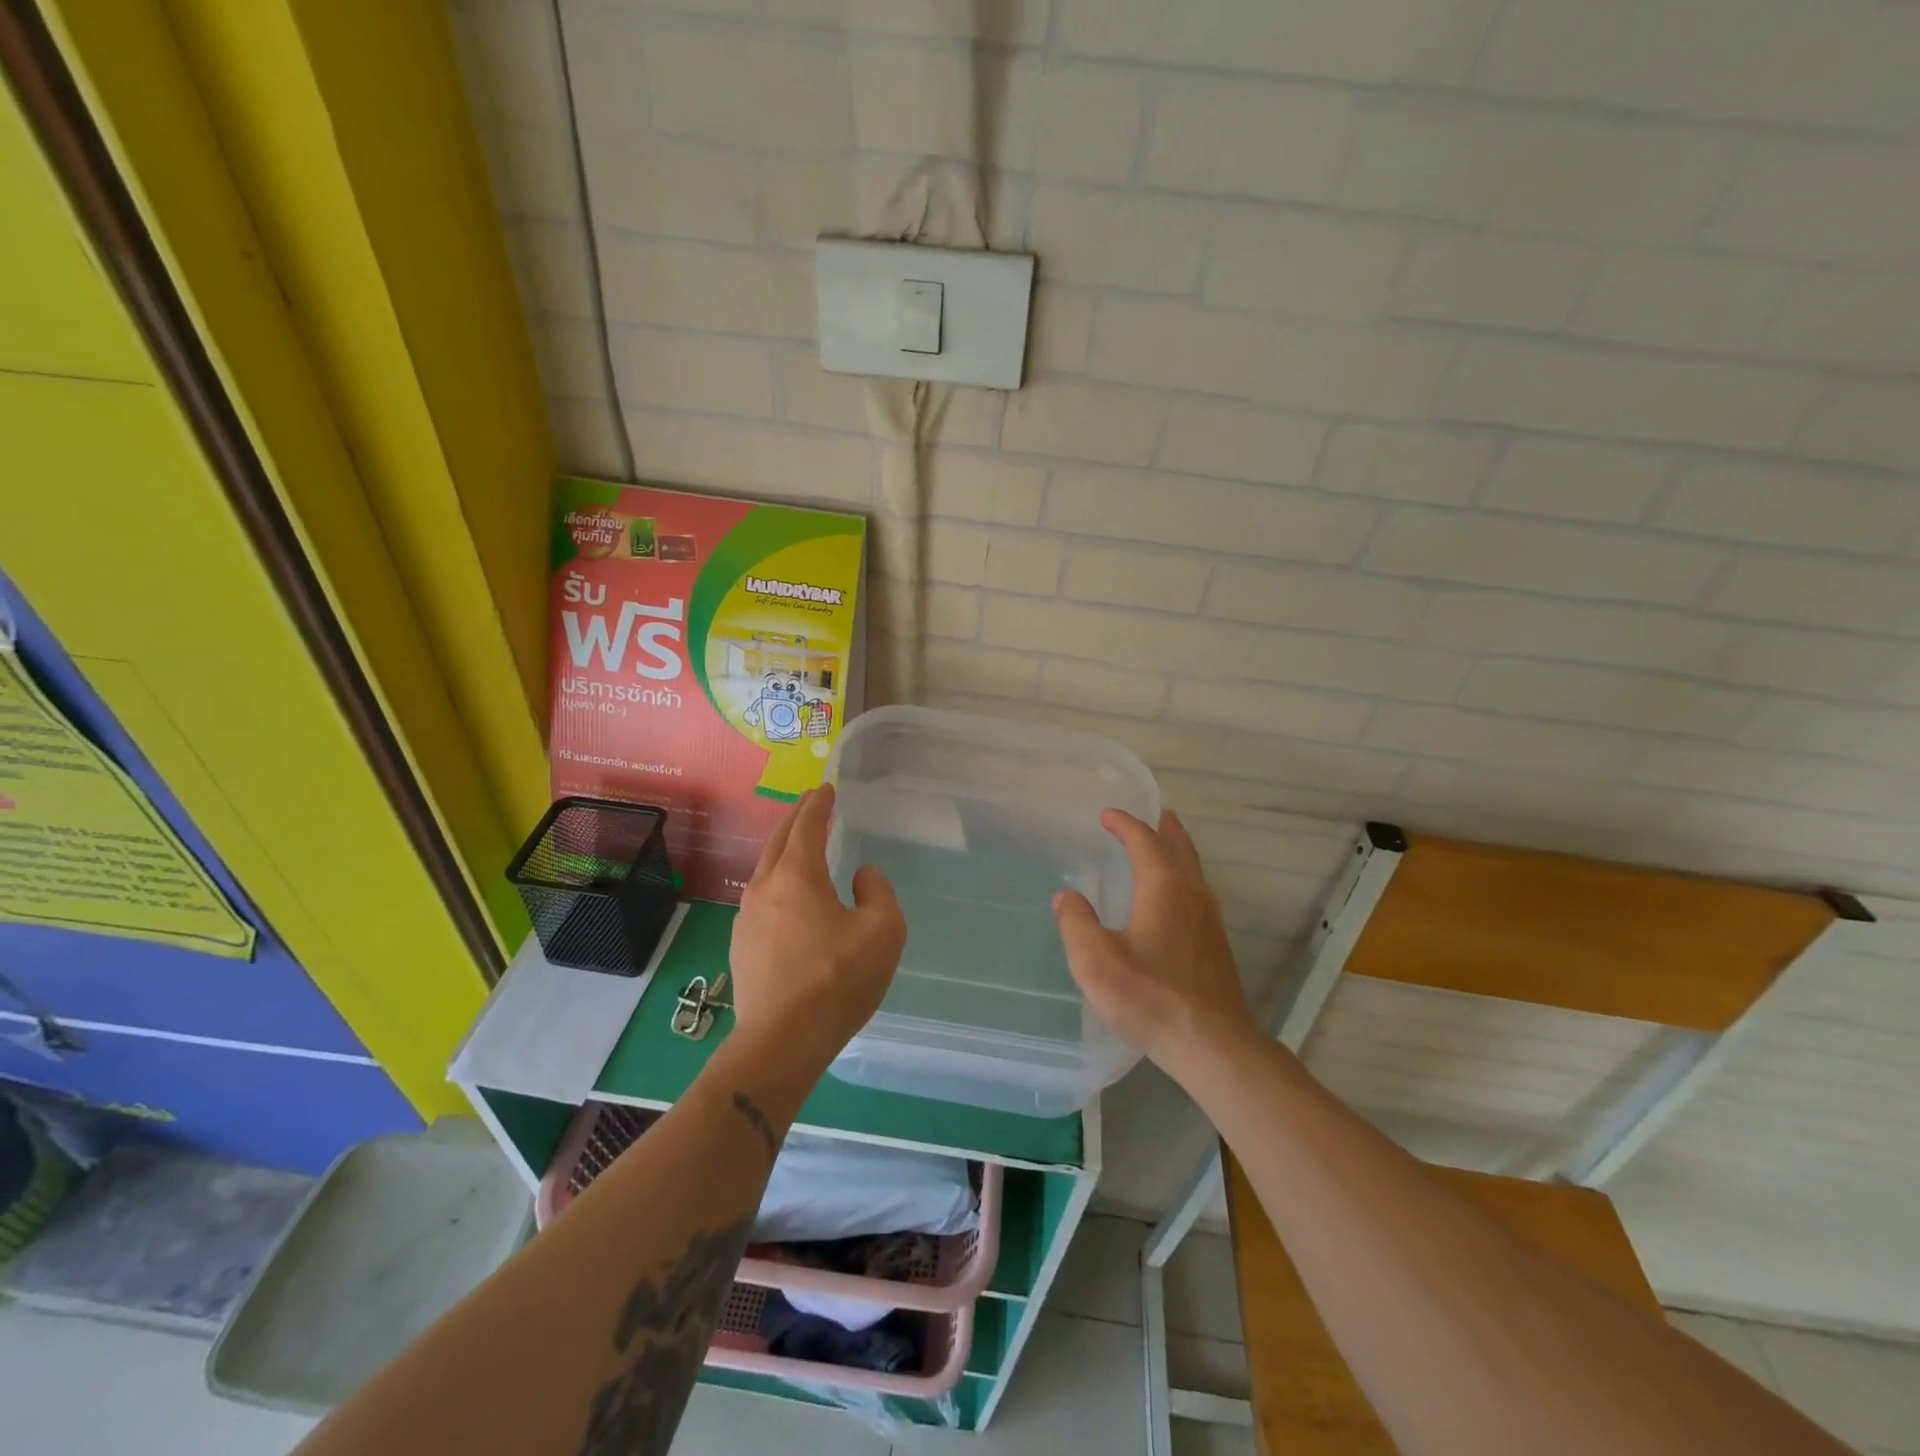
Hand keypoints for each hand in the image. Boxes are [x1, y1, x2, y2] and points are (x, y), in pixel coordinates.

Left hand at [730, 785, 905, 1059]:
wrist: (781, 1042)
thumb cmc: (837, 980)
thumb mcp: (882, 931)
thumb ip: (878, 891)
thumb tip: (861, 876)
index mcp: (798, 876)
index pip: (807, 826)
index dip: (818, 805)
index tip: (826, 789)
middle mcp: (765, 888)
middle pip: (779, 841)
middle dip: (797, 819)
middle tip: (812, 806)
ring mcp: (747, 918)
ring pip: (766, 871)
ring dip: (785, 852)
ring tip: (802, 849)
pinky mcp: (742, 946)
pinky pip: (762, 900)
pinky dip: (778, 883)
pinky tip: (789, 900)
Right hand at [1053, 810, 1254, 1074]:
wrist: (1212, 1044)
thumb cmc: (1150, 997)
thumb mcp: (1096, 961)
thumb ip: (1076, 922)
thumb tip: (1067, 896)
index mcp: (1164, 887)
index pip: (1144, 841)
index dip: (1125, 824)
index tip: (1107, 815)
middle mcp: (1192, 894)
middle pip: (1179, 848)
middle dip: (1164, 829)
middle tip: (1154, 814)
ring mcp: (1210, 920)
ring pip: (1193, 870)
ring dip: (1177, 851)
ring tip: (1165, 845)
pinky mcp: (1215, 944)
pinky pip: (1197, 892)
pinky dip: (1183, 876)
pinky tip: (1174, 898)